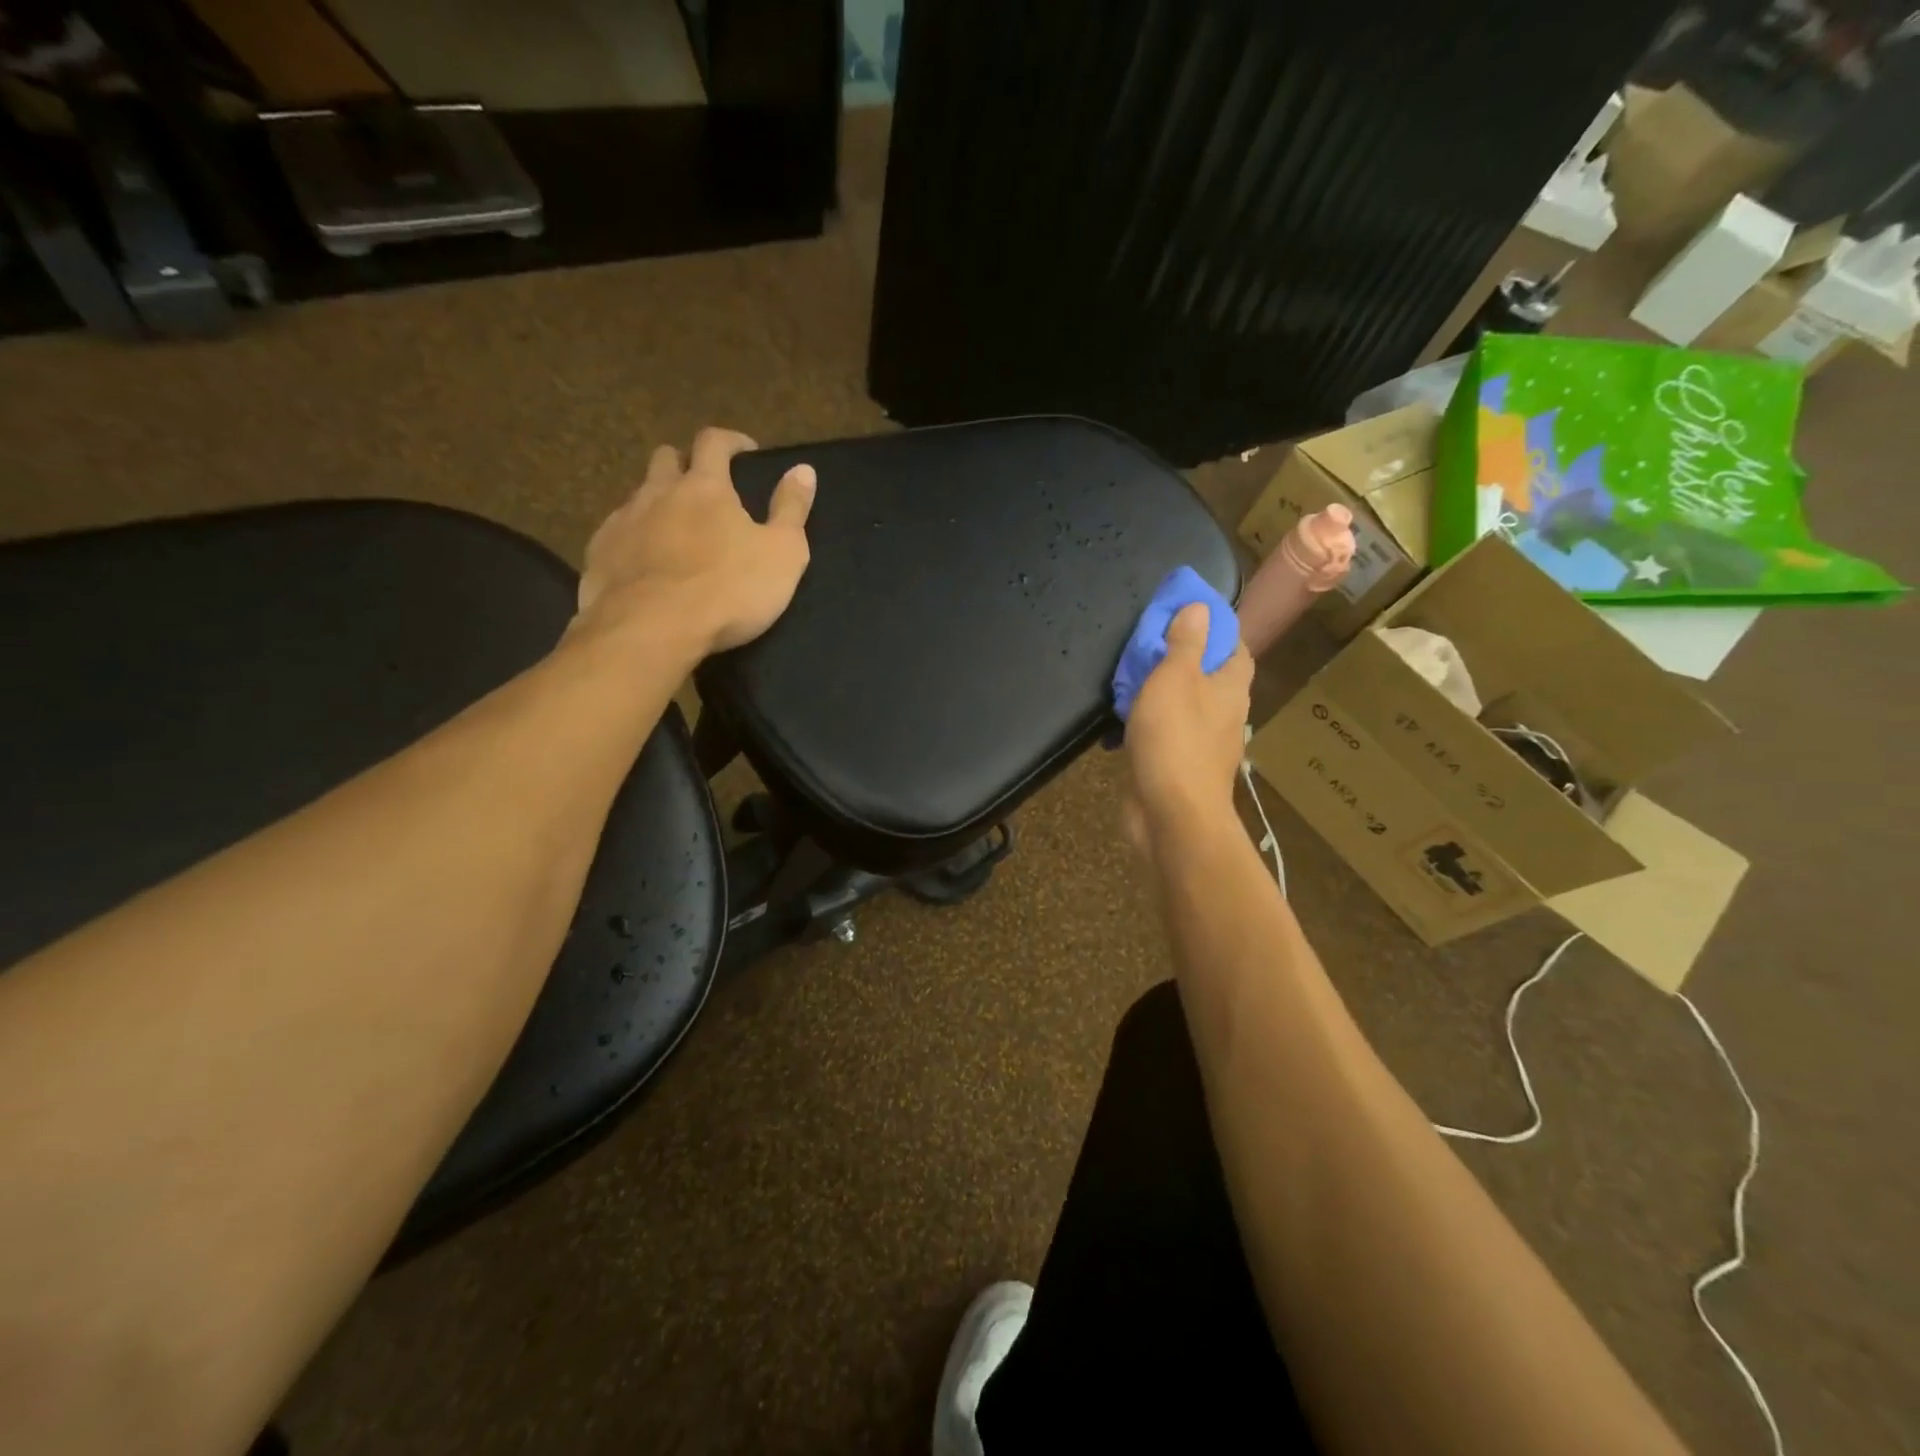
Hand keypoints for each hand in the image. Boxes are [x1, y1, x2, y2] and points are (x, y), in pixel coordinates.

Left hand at [574, 427, 815, 657]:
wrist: (652, 631)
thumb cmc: (728, 591)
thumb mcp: (782, 554)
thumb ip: (792, 509)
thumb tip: (804, 468)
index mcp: (704, 487)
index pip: (714, 442)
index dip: (731, 441)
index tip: (745, 452)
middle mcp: (658, 492)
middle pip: (666, 458)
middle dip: (685, 464)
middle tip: (704, 488)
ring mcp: (623, 521)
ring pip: (639, 496)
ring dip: (658, 502)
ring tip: (676, 531)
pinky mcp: (599, 553)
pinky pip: (617, 533)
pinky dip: (635, 538)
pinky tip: (646, 564)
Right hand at [1123, 603, 1252, 837]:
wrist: (1172, 816)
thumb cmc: (1175, 740)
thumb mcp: (1175, 679)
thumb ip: (1185, 643)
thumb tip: (1200, 608)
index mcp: (1231, 688)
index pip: (1235, 647)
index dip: (1215, 628)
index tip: (1185, 615)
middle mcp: (1225, 714)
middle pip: (1209, 676)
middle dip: (1183, 659)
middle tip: (1148, 643)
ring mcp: (1204, 744)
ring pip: (1185, 706)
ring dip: (1163, 692)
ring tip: (1131, 677)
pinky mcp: (1181, 767)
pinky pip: (1167, 734)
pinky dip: (1150, 723)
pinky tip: (1125, 721)